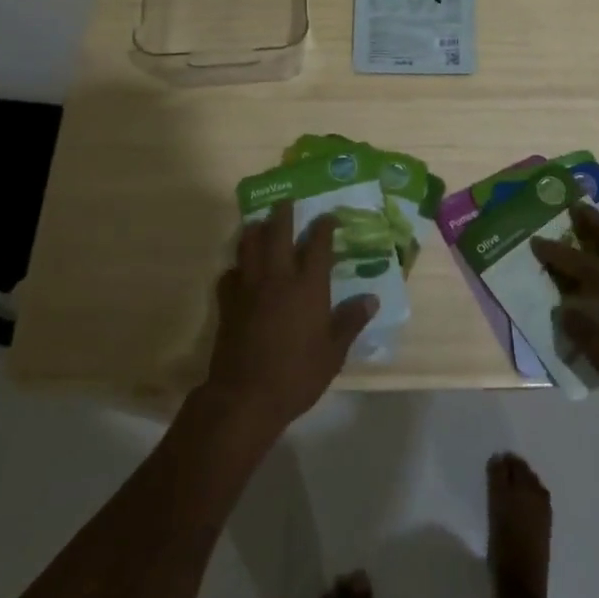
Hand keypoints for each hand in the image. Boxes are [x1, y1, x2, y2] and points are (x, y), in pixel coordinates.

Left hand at [203, 203, 377, 438]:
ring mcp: (249, 287)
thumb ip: (350, 321)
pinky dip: (236, 267)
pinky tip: (240, 272)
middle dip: (283, 213)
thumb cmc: (297, 374)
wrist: (246, 396)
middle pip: (278, 233)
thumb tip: (371, 299)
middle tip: (286, 201)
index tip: (328, 216)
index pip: (318, 244)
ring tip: (260, 224)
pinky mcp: (227, 303)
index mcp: (308, 286)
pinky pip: (229, 274)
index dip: (324, 226)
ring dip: (255, 230)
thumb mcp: (334, 352)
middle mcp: (278, 277)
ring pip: (249, 245)